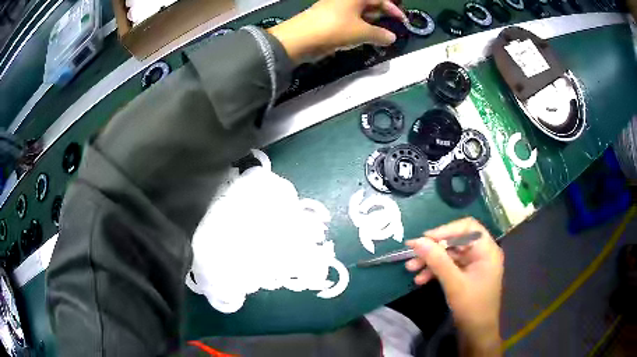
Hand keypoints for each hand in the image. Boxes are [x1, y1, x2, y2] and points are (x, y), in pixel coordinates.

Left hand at [268, 0, 405, 62]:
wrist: (299, 39)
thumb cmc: (334, 29)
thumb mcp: (362, 32)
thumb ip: (380, 35)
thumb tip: (391, 38)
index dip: (394, 9)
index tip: (402, 22)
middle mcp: (345, 0)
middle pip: (369, 4)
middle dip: (382, 15)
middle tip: (391, 28)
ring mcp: (335, 9)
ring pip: (359, 13)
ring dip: (371, 23)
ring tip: (379, 35)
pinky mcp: (328, 19)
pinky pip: (349, 20)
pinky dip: (358, 28)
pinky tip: (362, 37)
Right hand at [405, 217, 503, 355]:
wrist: (477, 332)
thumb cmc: (472, 306)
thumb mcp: (454, 283)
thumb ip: (437, 260)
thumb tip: (417, 241)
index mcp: (486, 250)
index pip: (467, 227)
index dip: (446, 230)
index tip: (425, 239)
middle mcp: (481, 253)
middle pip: (455, 241)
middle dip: (433, 249)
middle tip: (412, 255)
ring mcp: (473, 265)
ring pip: (449, 255)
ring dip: (431, 261)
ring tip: (411, 269)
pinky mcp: (466, 275)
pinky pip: (449, 267)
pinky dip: (435, 271)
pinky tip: (420, 280)